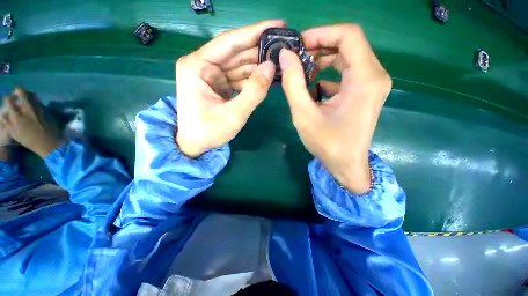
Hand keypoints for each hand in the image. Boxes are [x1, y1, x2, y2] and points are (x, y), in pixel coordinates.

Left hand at [0, 88, 63, 158]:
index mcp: (29, 108)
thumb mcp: (48, 115)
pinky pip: (3, 122)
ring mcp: (12, 124)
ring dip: (6, 110)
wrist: (48, 146)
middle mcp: (18, 114)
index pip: (20, 91)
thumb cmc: (51, 129)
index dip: (21, 91)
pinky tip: (10, 121)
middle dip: (10, 99)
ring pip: (2, 111)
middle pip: (7, 100)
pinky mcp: (10, 131)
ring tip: (11, 113)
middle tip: (14, 102)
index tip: (23, 94)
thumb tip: (31, 98)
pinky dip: (5, 119)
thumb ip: (38, 105)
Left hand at [175, 20, 283, 157]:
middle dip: (260, 49)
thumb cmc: (208, 132)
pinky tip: (268, 76)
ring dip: (259, 64)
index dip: (255, 32)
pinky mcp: (219, 85)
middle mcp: (203, 65)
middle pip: (236, 52)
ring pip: (239, 64)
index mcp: (198, 66)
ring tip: (280, 60)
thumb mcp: (233, 115)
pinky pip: (239, 77)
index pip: (230, 42)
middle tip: (284, 45)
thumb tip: (271, 66)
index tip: (278, 25)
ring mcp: (211, 75)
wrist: (195, 145)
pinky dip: (253, 77)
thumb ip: (253, 92)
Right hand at [279, 24, 391, 193]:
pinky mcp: (365, 92)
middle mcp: (375, 76)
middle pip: (348, 45)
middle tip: (296, 59)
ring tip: (301, 74)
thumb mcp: (304, 114)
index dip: (321, 33)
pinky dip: (328, 74)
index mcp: (364, 79)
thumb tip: (285, 55)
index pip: (348, 35)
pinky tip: (313, 88)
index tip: (299, 45)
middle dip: (319, 47)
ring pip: (347, 58)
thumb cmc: (327, 143)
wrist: (347, 165)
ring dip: (322, 62)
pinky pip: (347, 73)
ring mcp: (372, 84)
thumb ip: (293, 83)